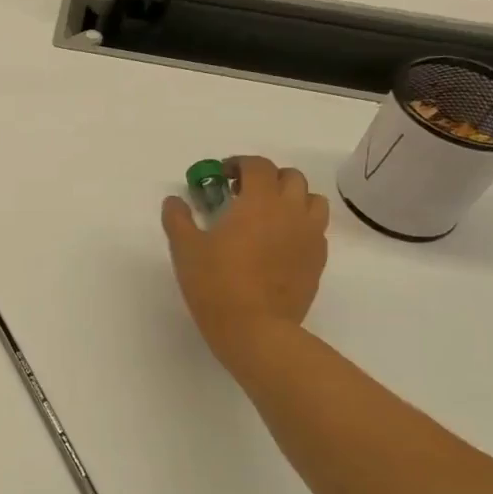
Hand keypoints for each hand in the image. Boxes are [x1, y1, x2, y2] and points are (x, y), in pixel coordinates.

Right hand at [161, 156, 328, 379]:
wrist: (255, 329)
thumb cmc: (216, 283)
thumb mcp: (185, 248)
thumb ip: (178, 218)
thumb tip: (174, 201)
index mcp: (259, 201)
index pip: (258, 166)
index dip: (239, 164)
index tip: (222, 175)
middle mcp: (291, 211)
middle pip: (291, 177)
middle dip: (268, 178)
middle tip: (244, 194)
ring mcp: (309, 236)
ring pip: (312, 201)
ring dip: (292, 198)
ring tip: (269, 215)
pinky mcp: (318, 261)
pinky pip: (316, 230)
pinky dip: (300, 226)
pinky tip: (279, 244)